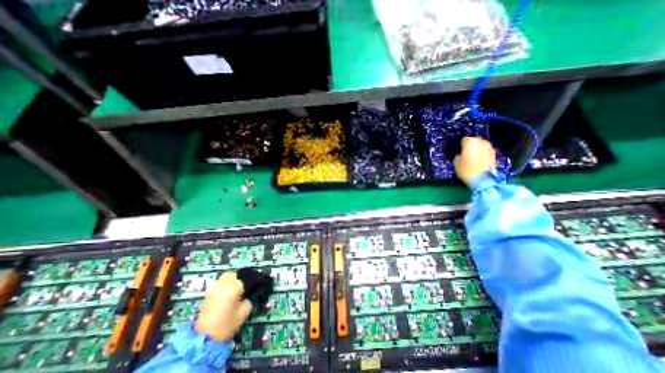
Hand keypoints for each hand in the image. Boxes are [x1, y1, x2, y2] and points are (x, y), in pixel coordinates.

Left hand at [196, 271, 253, 341]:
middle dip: (242, 277)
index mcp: (234, 287)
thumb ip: (251, 299)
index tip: (259, 285)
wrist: (204, 339)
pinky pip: (219, 283)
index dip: (255, 281)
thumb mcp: (244, 312)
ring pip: (226, 277)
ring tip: (238, 288)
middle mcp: (224, 284)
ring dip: (233, 279)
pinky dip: (225, 284)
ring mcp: (214, 288)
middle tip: (248, 286)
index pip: (248, 278)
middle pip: (235, 274)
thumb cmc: (227, 325)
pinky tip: (229, 293)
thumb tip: (254, 293)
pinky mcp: (208, 294)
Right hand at [455, 137, 495, 185]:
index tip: (458, 150)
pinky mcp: (494, 155)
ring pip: (481, 146)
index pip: (463, 139)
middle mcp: (481, 142)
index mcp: (470, 142)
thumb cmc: (466, 169)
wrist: (482, 179)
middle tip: (465, 153)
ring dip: (477, 150)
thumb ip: (458, 155)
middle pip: (474, 141)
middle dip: (470, 146)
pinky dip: (482, 154)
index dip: (460, 145)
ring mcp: (489, 148)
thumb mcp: (456, 162)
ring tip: (472, 157)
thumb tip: (460, 154)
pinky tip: (478, 161)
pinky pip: (485, 152)